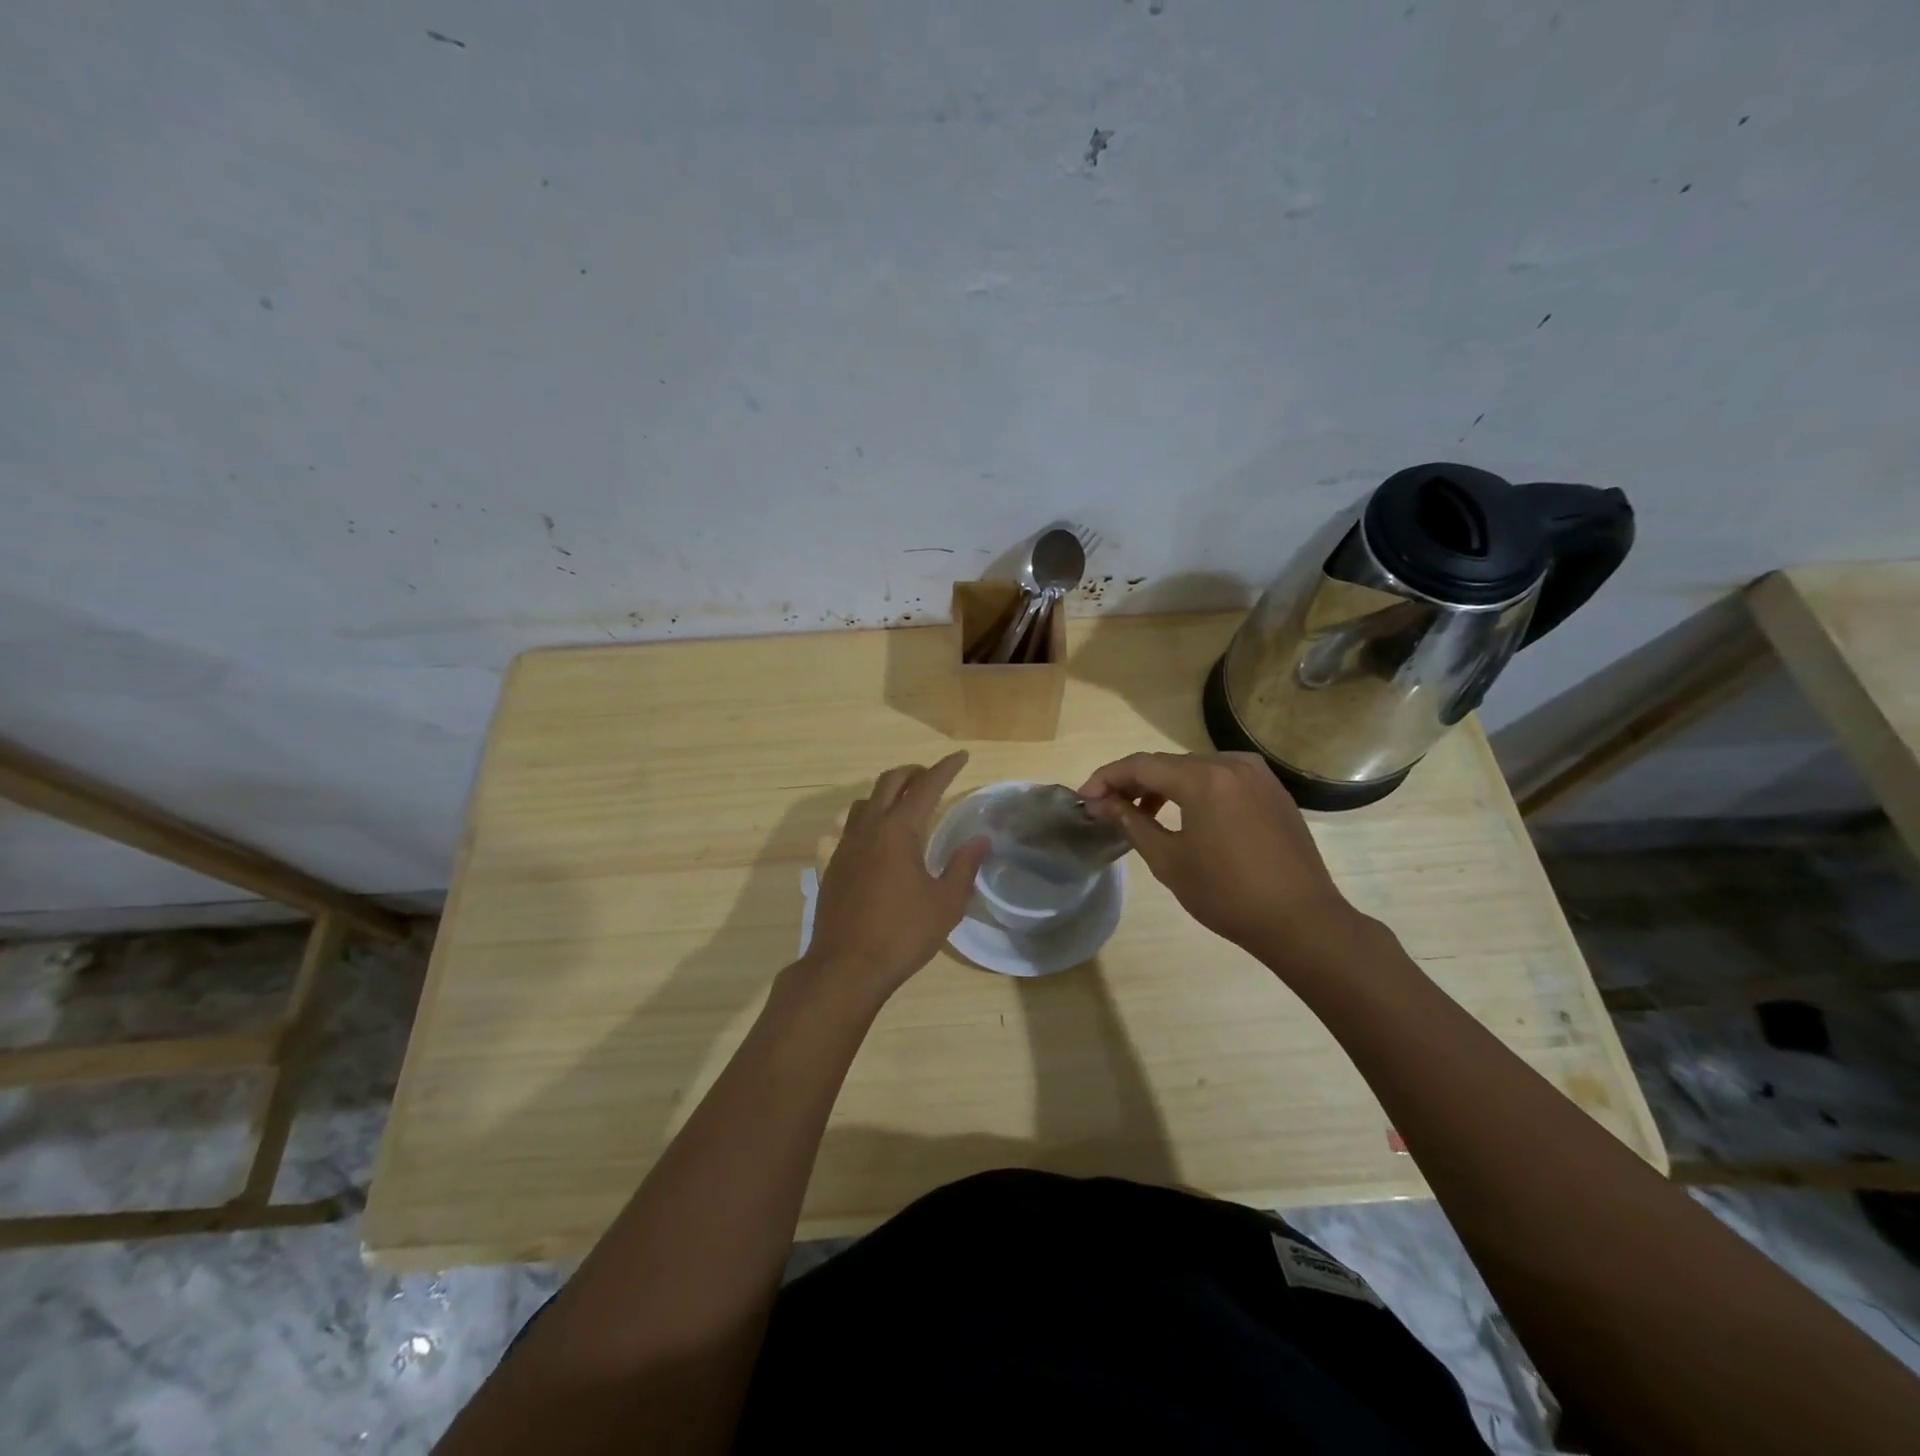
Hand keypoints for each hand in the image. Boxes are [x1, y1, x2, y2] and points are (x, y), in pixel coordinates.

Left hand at [803, 752, 987, 1003]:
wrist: (845, 967)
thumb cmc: (902, 933)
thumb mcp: (945, 903)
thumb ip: (963, 866)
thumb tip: (980, 840)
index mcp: (898, 831)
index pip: (926, 787)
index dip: (945, 769)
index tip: (960, 757)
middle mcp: (868, 829)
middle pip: (888, 782)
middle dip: (912, 772)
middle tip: (931, 776)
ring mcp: (846, 846)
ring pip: (865, 802)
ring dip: (887, 793)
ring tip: (905, 804)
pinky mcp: (834, 866)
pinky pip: (853, 827)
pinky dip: (872, 818)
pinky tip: (882, 842)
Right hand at [1077, 751, 1361, 962]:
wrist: (1301, 921)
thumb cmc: (1227, 894)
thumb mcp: (1169, 860)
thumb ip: (1130, 822)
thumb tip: (1098, 803)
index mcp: (1203, 779)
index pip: (1140, 765)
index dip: (1107, 778)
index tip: (1084, 799)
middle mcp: (1231, 764)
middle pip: (1168, 763)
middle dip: (1133, 782)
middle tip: (1108, 807)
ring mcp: (1257, 774)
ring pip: (1195, 768)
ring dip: (1164, 786)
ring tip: (1142, 814)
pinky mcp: (1272, 790)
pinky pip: (1222, 778)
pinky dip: (1195, 789)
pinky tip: (1186, 815)